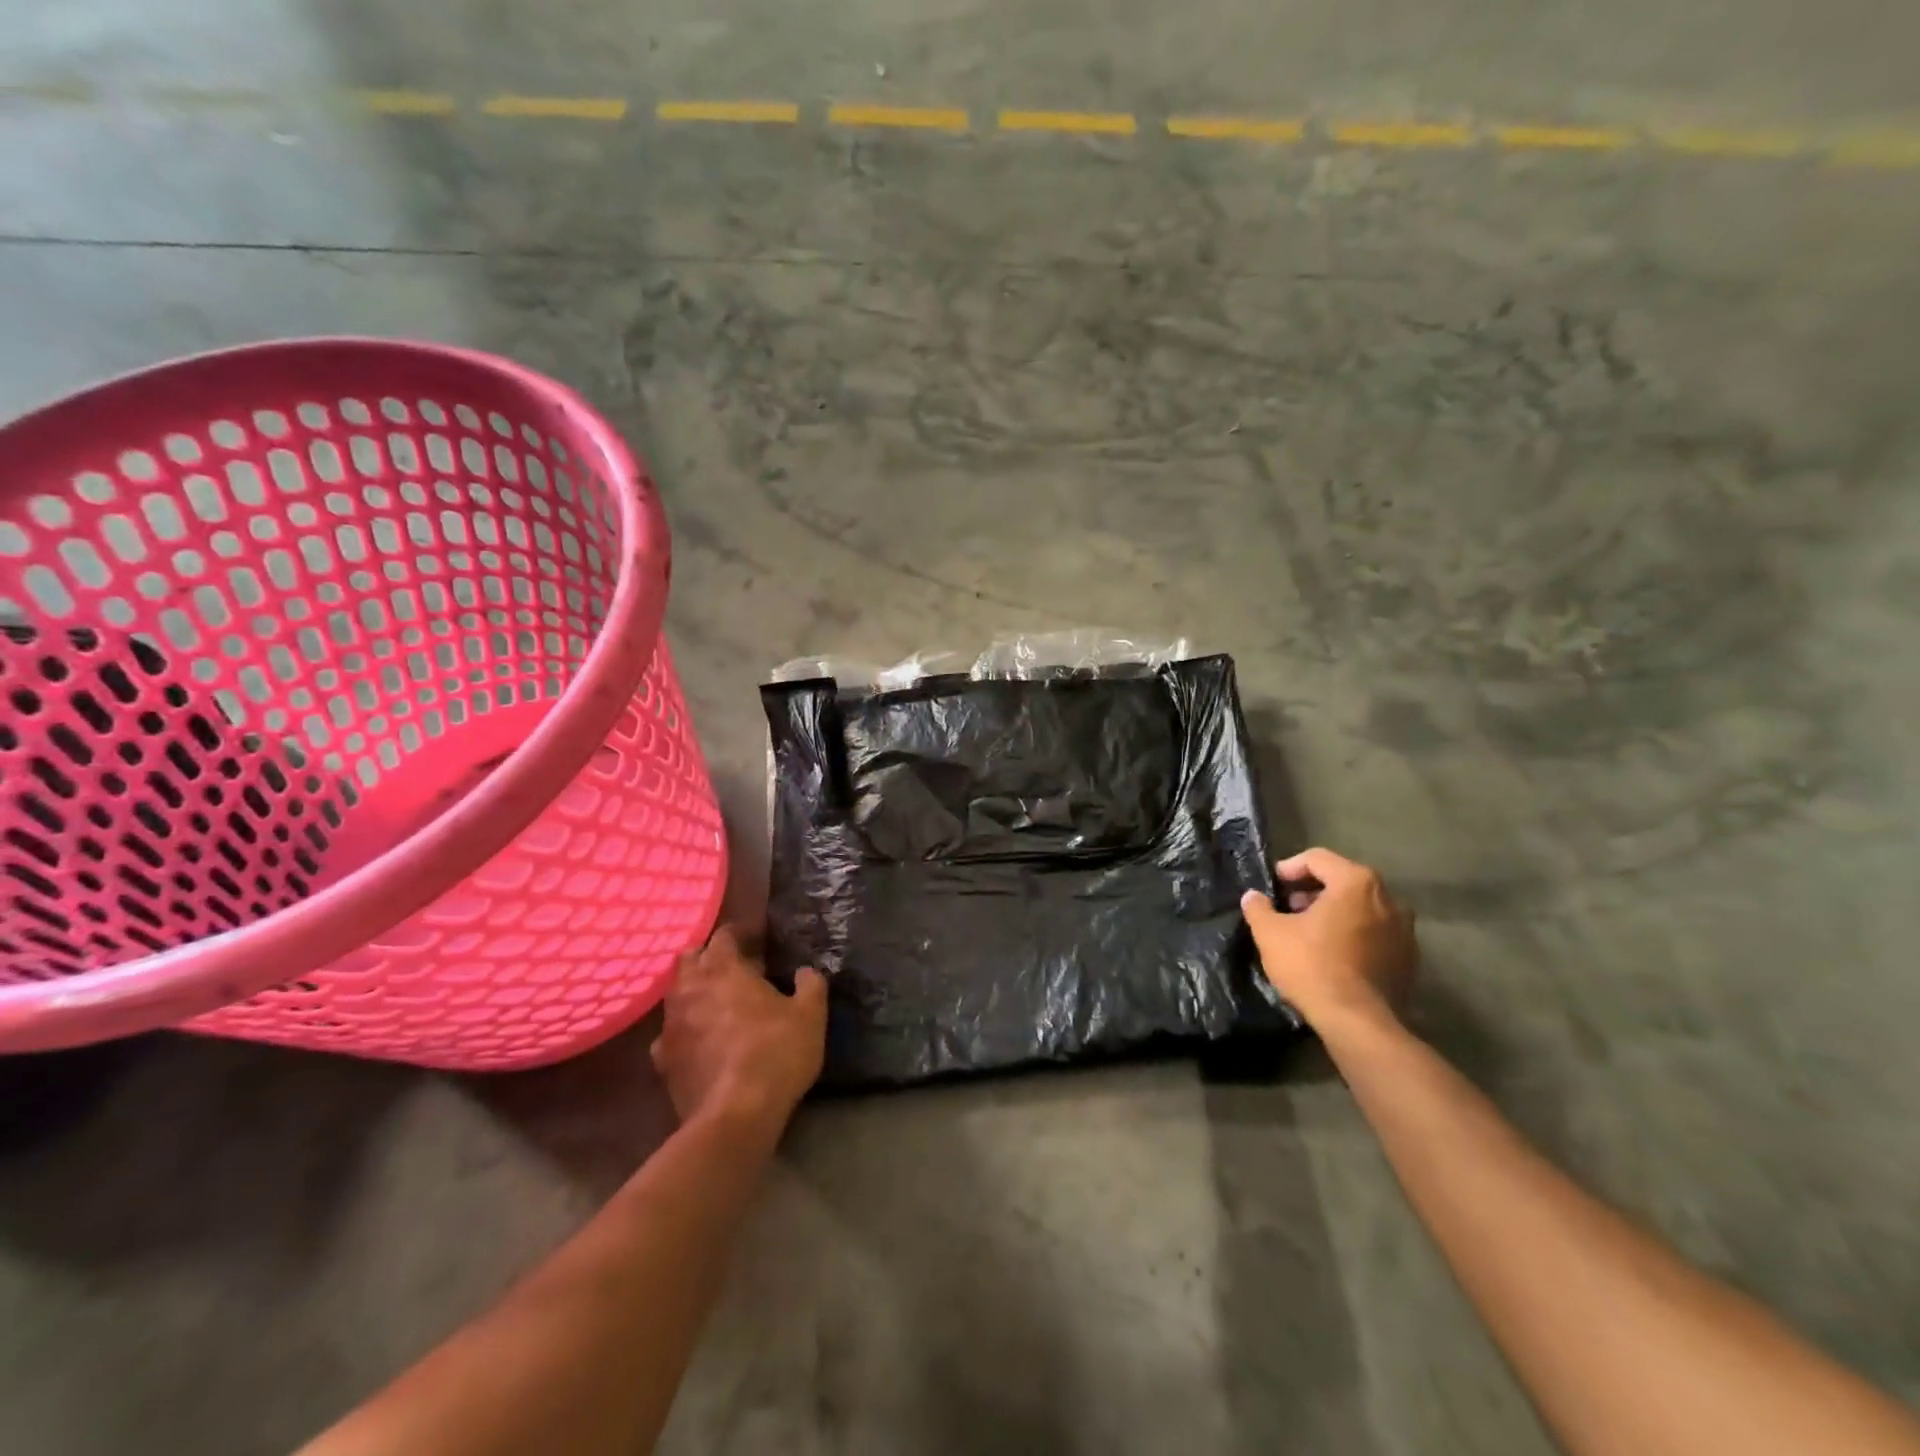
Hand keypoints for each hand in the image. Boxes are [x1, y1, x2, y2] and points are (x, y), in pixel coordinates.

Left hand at [651, 928, 827, 1142]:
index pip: (724, 935)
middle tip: (736, 967)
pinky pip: (670, 1033)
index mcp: (723, 969)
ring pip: (676, 994)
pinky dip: (684, 1029)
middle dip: (709, 957)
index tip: (758, 940)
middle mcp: (689, 989)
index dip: (740, 934)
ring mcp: (670, 1025)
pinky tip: (701, 1041)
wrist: (734, 1116)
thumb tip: (805, 971)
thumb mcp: (810, 1015)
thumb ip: (811, 985)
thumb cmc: (775, 1053)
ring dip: (695, 991)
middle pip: (690, 958)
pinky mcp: (662, 1060)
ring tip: (719, 1002)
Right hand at [1241, 847, 1417, 1038]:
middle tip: (1288, 908)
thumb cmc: (1312, 966)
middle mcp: (1388, 898)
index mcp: (1356, 882)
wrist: (1359, 1023)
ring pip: (1361, 907)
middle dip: (1313, 891)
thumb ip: (1258, 908)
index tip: (1272, 886)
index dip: (1290, 868)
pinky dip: (1353, 934)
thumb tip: (1253, 896)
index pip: (1318, 859)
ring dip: (1334, 913)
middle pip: (1343, 881)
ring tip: (1308, 932)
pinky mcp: (1409, 958)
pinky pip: (1375, 933)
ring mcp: (1404, 929)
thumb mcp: (1270, 934)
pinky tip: (1333, 954)